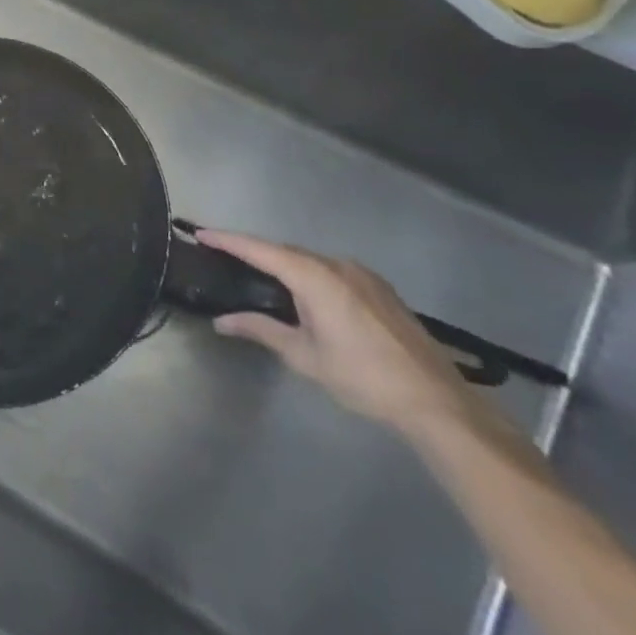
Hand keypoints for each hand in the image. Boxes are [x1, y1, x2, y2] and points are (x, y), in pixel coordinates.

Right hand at [200, 231, 472, 433]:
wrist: (435, 401)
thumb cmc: (362, 376)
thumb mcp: (303, 355)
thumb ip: (261, 329)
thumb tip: (222, 321)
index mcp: (315, 277)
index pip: (260, 250)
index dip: (228, 240)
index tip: (200, 233)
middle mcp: (338, 266)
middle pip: (285, 251)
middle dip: (253, 251)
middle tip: (222, 255)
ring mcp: (363, 275)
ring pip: (310, 260)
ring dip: (282, 263)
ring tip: (256, 274)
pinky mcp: (380, 289)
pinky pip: (331, 271)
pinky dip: (307, 273)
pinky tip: (301, 293)